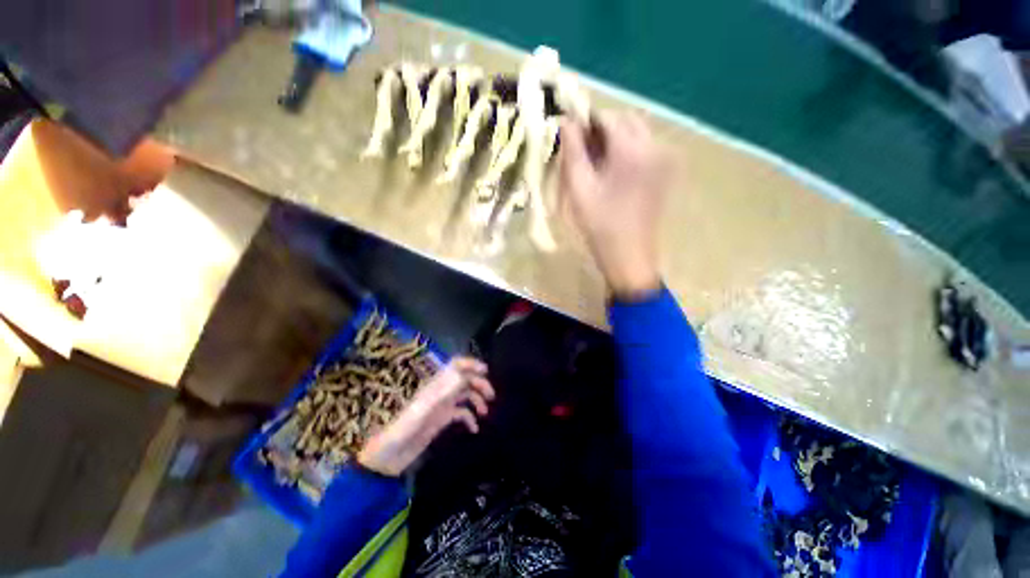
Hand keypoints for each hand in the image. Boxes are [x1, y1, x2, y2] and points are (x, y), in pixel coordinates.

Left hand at [357, 357, 494, 476]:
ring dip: (477, 400)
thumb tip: (463, 374)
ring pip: (465, 395)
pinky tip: (475, 429)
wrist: (389, 456)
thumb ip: (442, 391)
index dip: (470, 363)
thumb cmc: (403, 430)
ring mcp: (442, 406)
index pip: (455, 365)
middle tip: (491, 396)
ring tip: (485, 412)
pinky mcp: (442, 420)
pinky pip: (461, 413)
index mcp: (435, 385)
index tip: (486, 370)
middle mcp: (441, 392)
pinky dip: (470, 418)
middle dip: (479, 384)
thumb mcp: (423, 409)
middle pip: (464, 380)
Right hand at [559, 111, 667, 299]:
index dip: (587, 122)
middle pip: (626, 121)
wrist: (629, 256)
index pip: (608, 117)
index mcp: (633, 150)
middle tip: (584, 153)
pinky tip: (615, 174)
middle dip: (603, 129)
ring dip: (615, 140)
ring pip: (637, 133)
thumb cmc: (600, 225)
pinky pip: (645, 148)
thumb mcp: (579, 188)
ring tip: (598, 166)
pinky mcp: (667, 172)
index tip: (572, 139)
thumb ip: (573, 151)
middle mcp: (655, 147)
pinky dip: (628, 151)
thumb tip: (567, 121)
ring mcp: (665, 159)